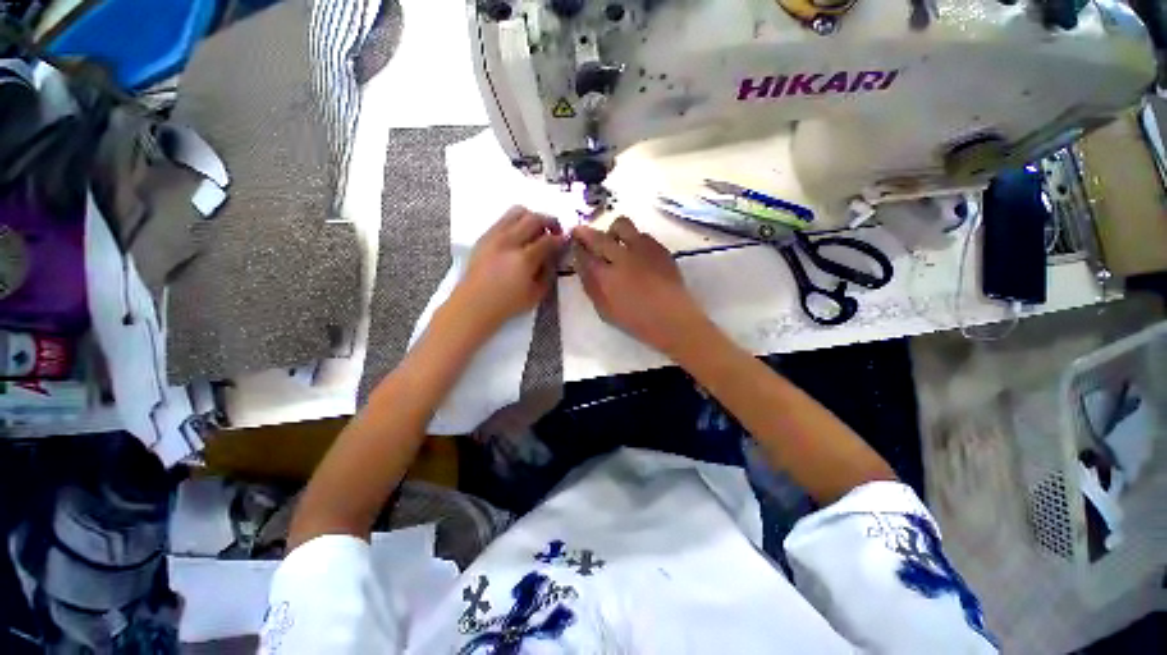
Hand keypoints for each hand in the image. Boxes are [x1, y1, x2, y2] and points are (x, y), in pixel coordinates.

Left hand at [449, 206, 565, 334]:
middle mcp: (509, 242)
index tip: (566, 240)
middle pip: (534, 218)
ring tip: (537, 230)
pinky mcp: (485, 236)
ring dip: (532, 217)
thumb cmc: (507, 304)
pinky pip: (504, 219)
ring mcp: (495, 236)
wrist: (474, 304)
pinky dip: (516, 222)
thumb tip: (554, 257)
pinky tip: (519, 235)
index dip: (561, 239)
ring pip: (517, 212)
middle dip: (550, 221)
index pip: (548, 240)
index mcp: (524, 259)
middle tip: (555, 230)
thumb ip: (548, 273)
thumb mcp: (536, 294)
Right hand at [573, 216, 707, 353]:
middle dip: (585, 232)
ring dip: (612, 231)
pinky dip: (634, 238)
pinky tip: (635, 251)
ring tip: (613, 240)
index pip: (583, 255)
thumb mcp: (605, 311)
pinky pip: (642, 234)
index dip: (576, 248)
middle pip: (598, 236)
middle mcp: (621, 258)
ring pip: (621, 225)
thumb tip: (582, 267)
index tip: (574, 244)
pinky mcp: (659, 248)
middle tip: (581, 232)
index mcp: (604, 277)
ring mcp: (642, 249)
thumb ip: (591, 287)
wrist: (673, 319)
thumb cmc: (637, 321)